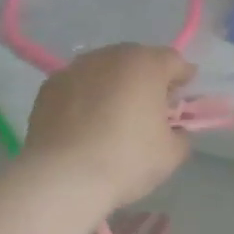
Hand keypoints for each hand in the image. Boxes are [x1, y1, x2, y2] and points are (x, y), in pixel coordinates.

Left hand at [24, 44, 194, 209]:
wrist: (64, 177)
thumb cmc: (127, 161)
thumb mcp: (170, 155)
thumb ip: (181, 136)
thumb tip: (175, 131)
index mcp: (145, 65)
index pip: (173, 61)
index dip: (182, 78)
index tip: (184, 94)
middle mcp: (109, 56)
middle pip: (135, 61)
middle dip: (146, 80)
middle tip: (149, 108)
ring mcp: (74, 69)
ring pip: (103, 72)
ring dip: (113, 87)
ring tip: (114, 116)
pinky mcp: (48, 88)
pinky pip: (77, 88)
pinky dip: (85, 99)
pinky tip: (85, 125)